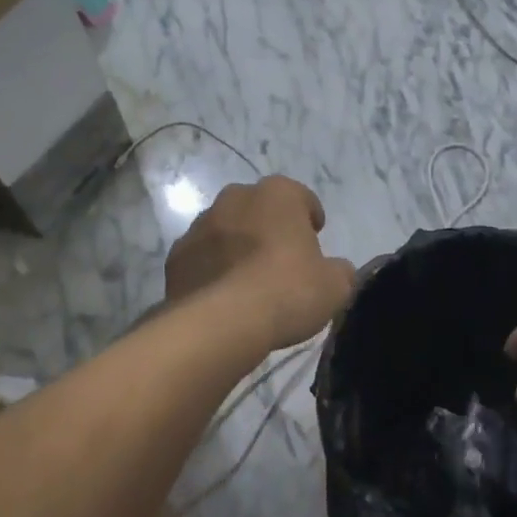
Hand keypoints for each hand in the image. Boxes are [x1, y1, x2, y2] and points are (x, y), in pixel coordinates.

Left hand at [165, 176, 356, 348]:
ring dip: (238, 247)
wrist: (222, 323)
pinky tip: (224, 297)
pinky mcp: (176, 255)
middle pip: (259, 208)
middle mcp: (236, 197)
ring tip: (250, 282)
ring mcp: (200, 225)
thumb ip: (340, 271)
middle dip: (270, 227)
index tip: (315, 240)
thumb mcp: (336, 286)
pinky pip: (202, 257)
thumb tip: (336, 270)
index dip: (310, 218)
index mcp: (278, 193)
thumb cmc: (287, 291)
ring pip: (226, 230)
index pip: (301, 197)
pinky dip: (212, 270)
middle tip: (282, 260)